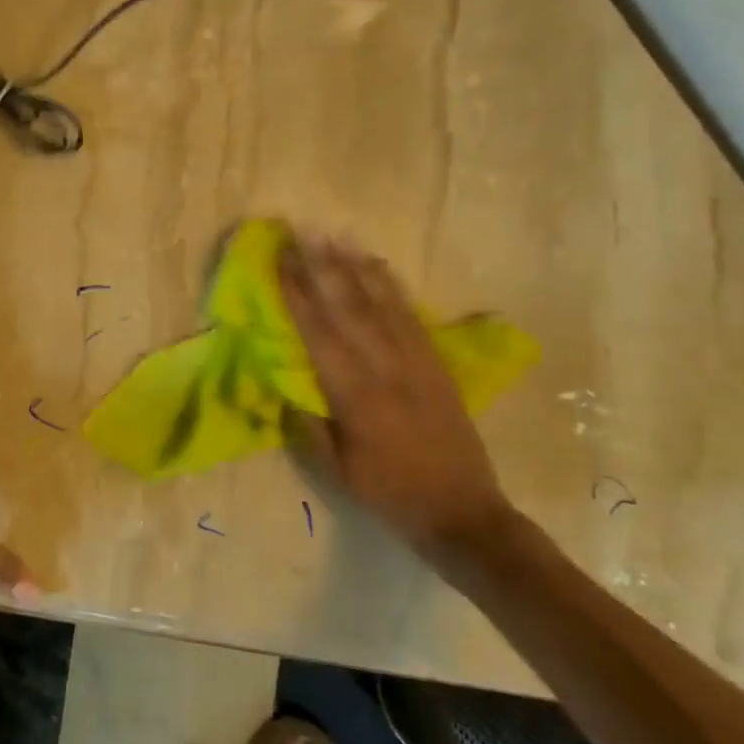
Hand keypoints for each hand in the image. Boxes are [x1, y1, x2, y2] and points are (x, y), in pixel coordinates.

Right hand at [278, 234, 512, 563]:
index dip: (296, 294)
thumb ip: (307, 422)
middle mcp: (385, 369)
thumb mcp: (335, 469)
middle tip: (302, 230)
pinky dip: (392, 286)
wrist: (464, 514)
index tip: (279, 260)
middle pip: (348, 307)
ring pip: (382, 303)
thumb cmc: (389, 494)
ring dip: (356, 265)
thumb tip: (282, 381)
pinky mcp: (437, 365)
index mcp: (354, 396)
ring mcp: (417, 363)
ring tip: (336, 234)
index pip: (317, 333)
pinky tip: (378, 265)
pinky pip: (412, 316)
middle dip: (322, 265)